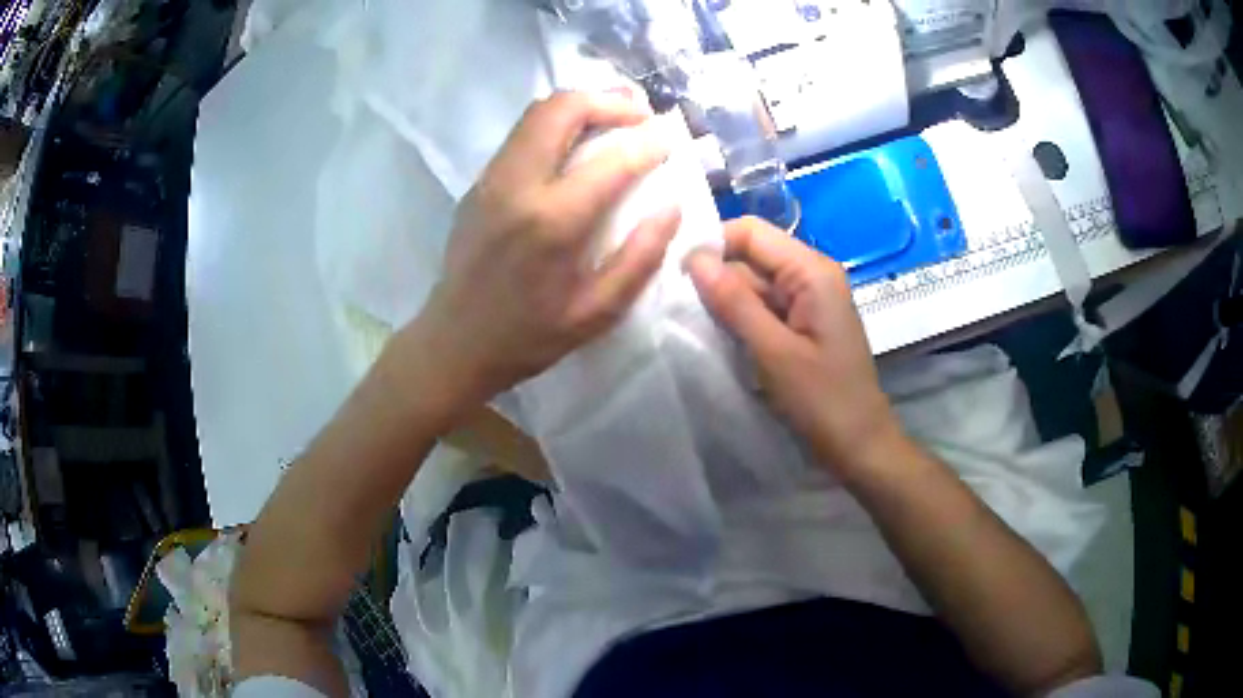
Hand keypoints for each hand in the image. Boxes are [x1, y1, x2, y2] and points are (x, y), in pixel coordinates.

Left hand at [409, 91, 680, 414]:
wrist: (455, 342)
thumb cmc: (530, 335)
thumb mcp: (597, 312)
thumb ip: (641, 257)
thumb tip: (671, 206)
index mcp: (552, 221)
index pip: (611, 160)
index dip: (648, 143)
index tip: (670, 139)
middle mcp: (517, 185)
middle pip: (563, 110)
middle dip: (609, 101)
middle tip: (641, 114)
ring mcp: (491, 179)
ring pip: (537, 113)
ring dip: (581, 105)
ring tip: (615, 116)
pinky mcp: (478, 183)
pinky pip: (521, 134)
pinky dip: (556, 122)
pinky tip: (577, 140)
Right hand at [686, 217, 901, 477]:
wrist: (860, 446)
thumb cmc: (824, 401)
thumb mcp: (775, 353)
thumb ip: (735, 303)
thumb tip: (693, 258)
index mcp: (811, 271)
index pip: (751, 232)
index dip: (711, 245)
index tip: (674, 276)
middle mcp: (810, 275)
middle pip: (750, 255)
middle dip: (714, 275)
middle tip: (675, 307)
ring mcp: (806, 300)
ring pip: (753, 283)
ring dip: (724, 300)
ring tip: (690, 324)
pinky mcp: (801, 323)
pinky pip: (762, 306)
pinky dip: (739, 318)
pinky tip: (717, 336)